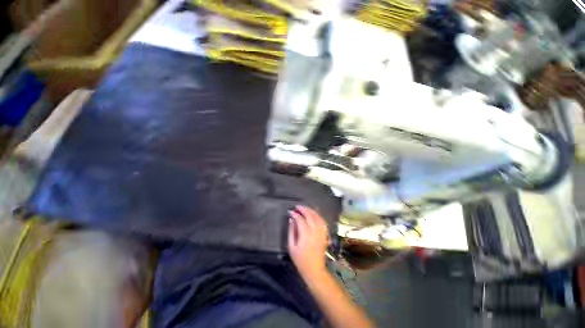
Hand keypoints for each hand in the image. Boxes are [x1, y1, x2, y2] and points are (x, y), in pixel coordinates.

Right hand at [288, 205, 328, 277]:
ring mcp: (321, 233)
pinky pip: (323, 222)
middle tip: (297, 206)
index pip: (301, 220)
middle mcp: (315, 232)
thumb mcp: (292, 247)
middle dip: (303, 209)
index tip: (290, 212)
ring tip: (304, 208)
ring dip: (311, 210)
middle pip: (310, 216)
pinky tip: (313, 214)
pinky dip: (318, 216)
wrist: (314, 269)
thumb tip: (291, 219)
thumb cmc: (300, 260)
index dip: (295, 214)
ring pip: (317, 217)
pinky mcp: (324, 234)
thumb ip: (291, 231)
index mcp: (306, 235)